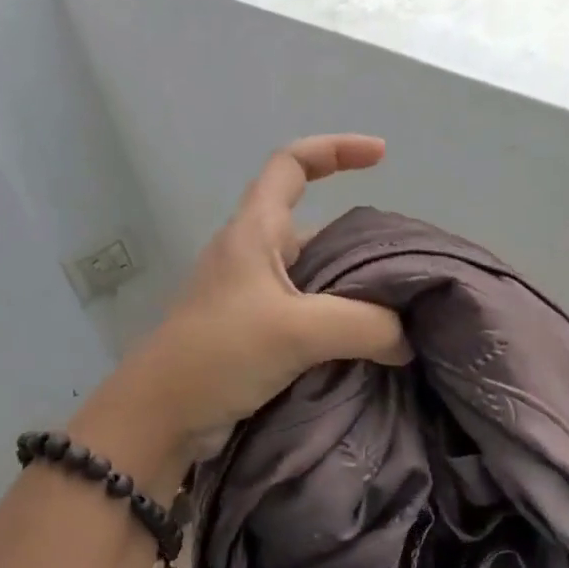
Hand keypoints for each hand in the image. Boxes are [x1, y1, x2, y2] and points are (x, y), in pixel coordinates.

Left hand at [111, 135, 409, 451]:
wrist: (161, 418)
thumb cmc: (220, 354)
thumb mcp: (298, 331)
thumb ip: (365, 326)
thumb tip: (407, 338)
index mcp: (254, 232)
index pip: (291, 164)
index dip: (336, 149)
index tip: (382, 156)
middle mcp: (252, 258)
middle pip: (315, 229)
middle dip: (361, 241)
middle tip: (406, 268)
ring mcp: (252, 300)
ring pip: (314, 280)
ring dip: (353, 291)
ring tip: (399, 311)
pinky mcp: (255, 338)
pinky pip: (308, 319)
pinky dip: (338, 326)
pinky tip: (368, 348)